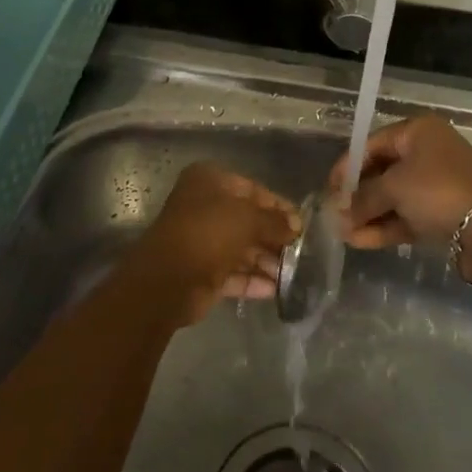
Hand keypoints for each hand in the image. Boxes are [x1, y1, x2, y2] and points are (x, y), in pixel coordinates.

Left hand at [127, 163, 300, 324]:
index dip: (278, 206)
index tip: (302, 223)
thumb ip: (275, 221)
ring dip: (267, 260)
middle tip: (302, 251)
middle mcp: (203, 207)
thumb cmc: (208, 233)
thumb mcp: (248, 218)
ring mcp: (202, 241)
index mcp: (209, 182)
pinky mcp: (203, 272)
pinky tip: (276, 289)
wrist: (168, 280)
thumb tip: (296, 225)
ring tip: (294, 273)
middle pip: (247, 220)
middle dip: (274, 236)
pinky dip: (253, 280)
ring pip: (241, 248)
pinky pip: (234, 273)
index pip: (252, 189)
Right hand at [328, 115, 471, 248]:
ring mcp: (438, 183)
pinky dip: (386, 225)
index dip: (347, 167)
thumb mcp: (392, 188)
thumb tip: (339, 212)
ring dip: (369, 214)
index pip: (372, 143)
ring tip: (344, 233)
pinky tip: (361, 241)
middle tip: (336, 214)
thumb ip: (362, 198)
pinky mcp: (445, 211)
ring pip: (395, 196)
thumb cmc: (436, 191)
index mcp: (418, 131)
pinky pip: (408, 214)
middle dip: (358, 196)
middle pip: (383, 171)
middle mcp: (429, 151)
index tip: (330, 189)